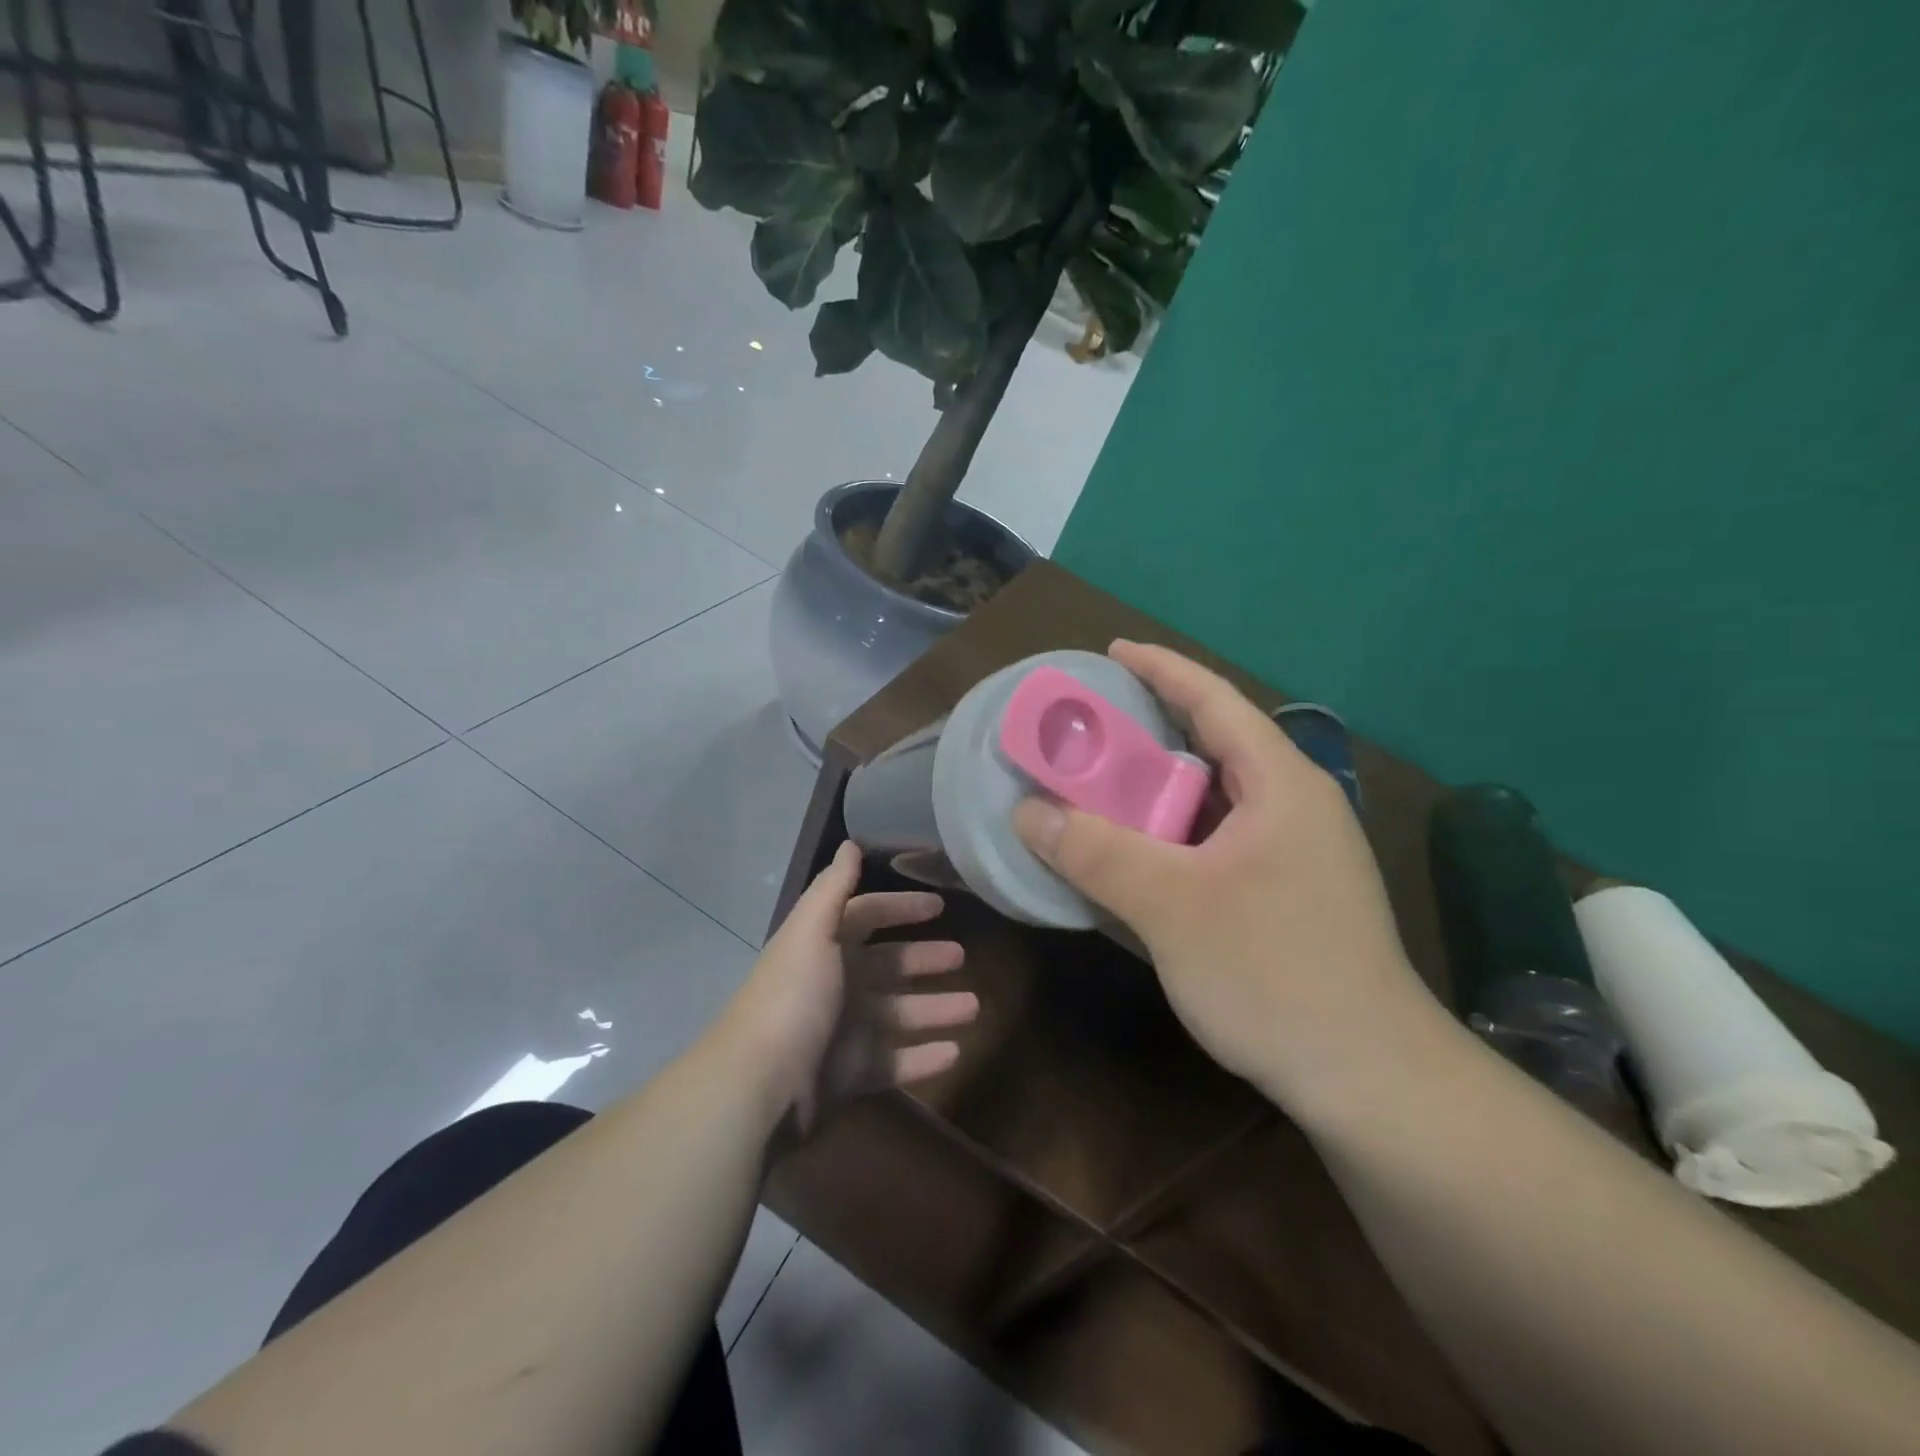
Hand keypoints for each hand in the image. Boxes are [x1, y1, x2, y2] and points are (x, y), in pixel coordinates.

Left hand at [723, 841, 978, 1131]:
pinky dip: (924, 1057)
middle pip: (888, 966)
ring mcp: (843, 1032)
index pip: (867, 916)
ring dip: (935, 1009)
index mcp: (823, 946)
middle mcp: (834, 984)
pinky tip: (955, 1052)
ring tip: (973, 1008)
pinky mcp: (849, 1075)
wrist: (760, 1087)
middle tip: (963, 958)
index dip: (901, 908)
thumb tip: (850, 844)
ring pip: (899, 1015)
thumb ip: (834, 888)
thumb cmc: (793, 998)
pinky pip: (895, 1062)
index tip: (940, 906)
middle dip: (925, 960)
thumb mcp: (812, 932)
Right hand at [1013, 641, 1438, 1112]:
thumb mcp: (1171, 905)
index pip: (1214, 700)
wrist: (1369, 1080)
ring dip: (1158, 788)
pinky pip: (1217, 841)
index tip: (1110, 652)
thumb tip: (1028, 810)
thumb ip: (1096, 852)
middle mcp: (1294, 806)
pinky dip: (1173, 834)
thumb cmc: (1275, 973)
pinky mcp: (1288, 895)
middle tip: (1088, 728)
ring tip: (1100, 785)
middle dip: (1151, 729)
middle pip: (1215, 745)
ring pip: (1214, 798)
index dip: (1161, 669)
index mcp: (1281, 784)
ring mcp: (1296, 854)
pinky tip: (1136, 854)